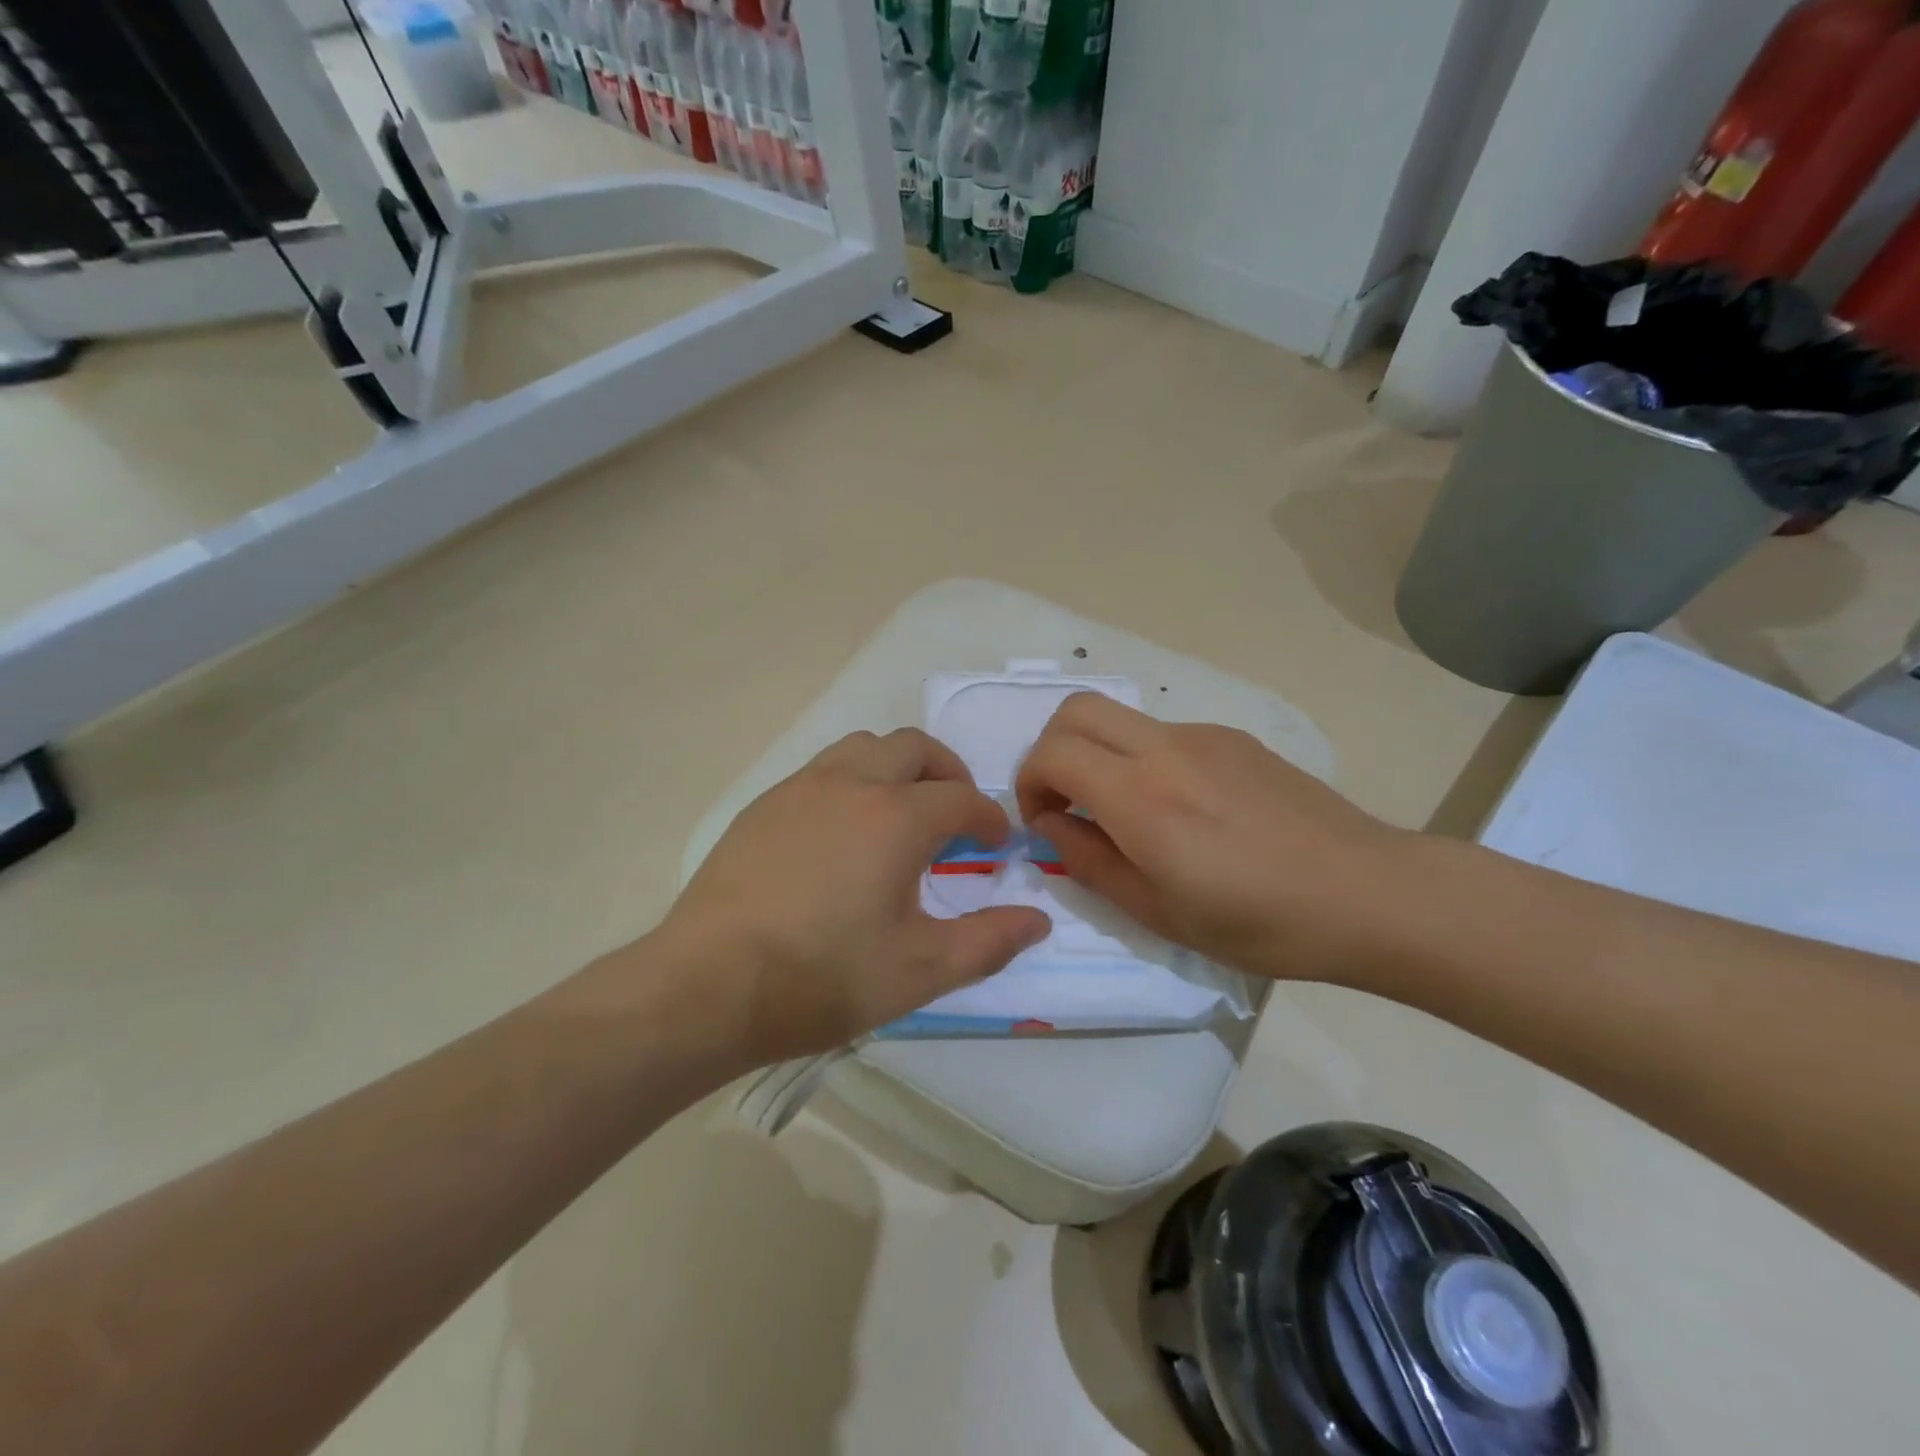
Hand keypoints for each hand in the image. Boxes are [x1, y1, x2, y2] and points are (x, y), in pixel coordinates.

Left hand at [656, 729, 1050, 1064]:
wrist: (706, 986)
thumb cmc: (823, 978)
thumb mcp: (920, 971)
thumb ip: (988, 942)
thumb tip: (1038, 922)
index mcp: (895, 817)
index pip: (961, 799)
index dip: (988, 818)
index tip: (996, 844)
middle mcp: (851, 784)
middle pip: (913, 747)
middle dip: (948, 772)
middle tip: (956, 815)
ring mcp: (800, 788)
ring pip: (863, 747)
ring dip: (897, 767)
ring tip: (902, 814)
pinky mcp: (763, 805)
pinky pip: (823, 770)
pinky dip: (853, 781)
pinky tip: (843, 833)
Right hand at [1014, 694, 1416, 984]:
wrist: (1368, 893)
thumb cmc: (1260, 922)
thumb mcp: (1158, 913)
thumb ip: (1090, 862)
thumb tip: (1053, 824)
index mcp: (1142, 798)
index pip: (1052, 752)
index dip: (1029, 783)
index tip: (1044, 823)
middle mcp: (1166, 749)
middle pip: (1075, 709)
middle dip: (1050, 750)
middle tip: (1067, 803)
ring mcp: (1203, 736)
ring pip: (1120, 719)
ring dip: (1098, 754)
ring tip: (1128, 815)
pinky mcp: (1234, 738)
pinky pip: (1164, 734)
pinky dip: (1142, 760)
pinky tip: (1183, 811)